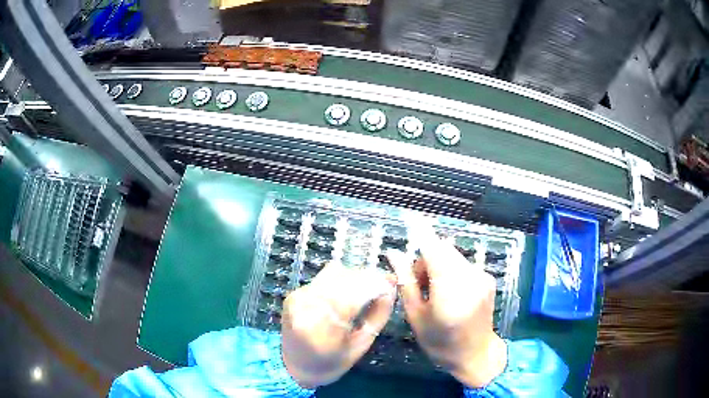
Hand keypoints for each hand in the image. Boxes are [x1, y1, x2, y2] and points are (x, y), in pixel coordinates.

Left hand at [281, 263, 395, 388]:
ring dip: (354, 277)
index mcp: (323, 329)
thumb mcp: (361, 346)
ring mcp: (298, 298)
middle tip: (383, 285)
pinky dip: (340, 281)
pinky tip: (347, 292)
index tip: (392, 281)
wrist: (293, 366)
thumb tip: (390, 290)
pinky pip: (323, 279)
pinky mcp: (294, 293)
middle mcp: (306, 308)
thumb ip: (378, 316)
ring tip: (366, 289)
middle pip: (343, 279)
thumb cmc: (331, 363)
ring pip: (333, 274)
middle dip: (367, 278)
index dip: (375, 284)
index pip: (352, 295)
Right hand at [387, 228, 506, 387]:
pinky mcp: (487, 278)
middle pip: (443, 250)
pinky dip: (451, 270)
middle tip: (418, 284)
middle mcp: (470, 277)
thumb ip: (406, 283)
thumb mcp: (417, 317)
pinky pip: (463, 264)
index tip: (408, 215)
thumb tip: (393, 255)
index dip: (420, 230)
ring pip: (453, 256)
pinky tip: (449, 293)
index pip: (433, 250)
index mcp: (451, 290)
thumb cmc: (441, 343)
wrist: (476, 355)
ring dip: (438, 265)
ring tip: (434, 292)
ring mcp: (482, 277)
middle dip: (426, 259)